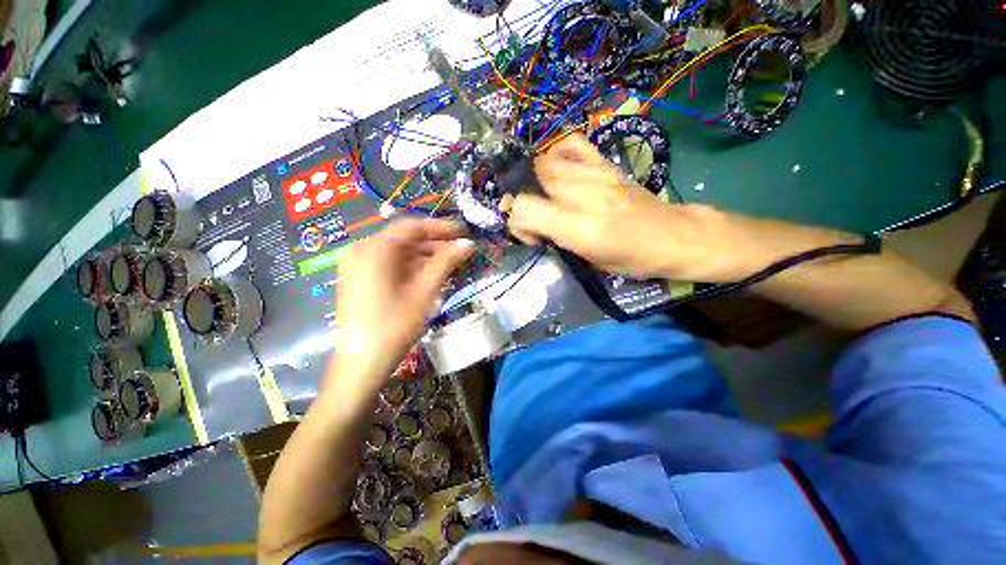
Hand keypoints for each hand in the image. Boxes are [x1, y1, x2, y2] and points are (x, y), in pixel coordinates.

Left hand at [332, 218, 472, 388]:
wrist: (363, 361)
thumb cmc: (395, 324)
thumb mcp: (425, 291)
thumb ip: (446, 262)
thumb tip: (468, 243)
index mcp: (374, 249)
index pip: (412, 227)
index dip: (440, 227)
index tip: (463, 231)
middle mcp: (361, 250)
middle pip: (404, 239)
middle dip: (434, 243)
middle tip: (460, 249)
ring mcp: (358, 265)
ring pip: (398, 252)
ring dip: (425, 255)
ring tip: (450, 261)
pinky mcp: (360, 279)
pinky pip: (390, 264)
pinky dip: (411, 266)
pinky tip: (430, 272)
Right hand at [508, 134, 730, 281]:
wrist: (673, 237)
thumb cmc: (632, 260)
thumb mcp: (589, 261)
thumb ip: (557, 240)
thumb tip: (537, 228)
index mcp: (576, 228)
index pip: (522, 210)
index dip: (516, 223)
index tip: (531, 236)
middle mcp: (580, 196)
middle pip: (529, 181)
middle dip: (522, 199)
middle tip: (535, 216)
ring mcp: (593, 174)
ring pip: (544, 161)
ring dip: (536, 179)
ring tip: (546, 195)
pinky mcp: (605, 164)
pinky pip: (572, 144)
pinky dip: (558, 152)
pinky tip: (561, 168)